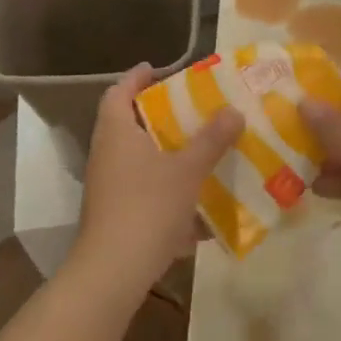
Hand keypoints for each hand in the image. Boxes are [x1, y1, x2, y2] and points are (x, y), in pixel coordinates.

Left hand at [68, 64, 243, 303]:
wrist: (113, 271)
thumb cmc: (147, 207)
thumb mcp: (186, 170)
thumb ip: (211, 139)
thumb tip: (234, 110)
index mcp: (116, 131)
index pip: (119, 90)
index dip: (137, 77)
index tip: (160, 68)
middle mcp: (106, 152)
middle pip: (128, 122)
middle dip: (158, 114)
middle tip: (190, 107)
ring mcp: (107, 184)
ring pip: (137, 156)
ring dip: (164, 150)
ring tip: (198, 147)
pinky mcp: (115, 211)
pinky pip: (142, 186)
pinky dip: (164, 183)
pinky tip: (194, 194)